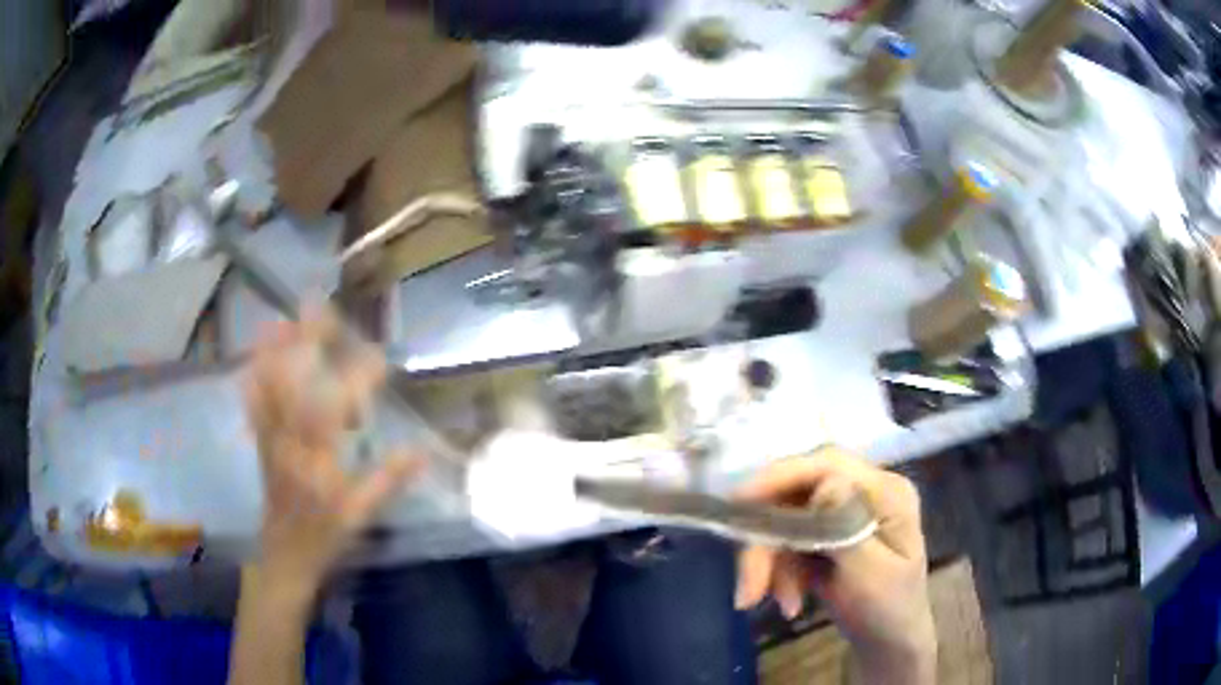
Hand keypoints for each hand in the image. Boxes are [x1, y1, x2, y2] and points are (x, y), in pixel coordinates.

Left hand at [244, 308, 419, 600]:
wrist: (284, 556)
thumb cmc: (326, 537)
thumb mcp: (362, 515)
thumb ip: (388, 481)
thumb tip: (421, 451)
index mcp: (319, 463)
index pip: (335, 411)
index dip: (356, 379)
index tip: (379, 356)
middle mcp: (290, 445)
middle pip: (294, 386)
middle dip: (304, 344)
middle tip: (317, 307)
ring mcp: (271, 442)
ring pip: (268, 390)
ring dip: (272, 353)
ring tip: (279, 318)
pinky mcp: (261, 445)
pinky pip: (253, 406)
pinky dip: (253, 379)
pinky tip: (253, 358)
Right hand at [735, 447, 935, 683]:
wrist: (889, 640)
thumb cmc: (888, 610)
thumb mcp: (871, 576)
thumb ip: (849, 530)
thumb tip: (825, 484)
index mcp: (886, 492)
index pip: (829, 465)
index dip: (781, 475)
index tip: (738, 501)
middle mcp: (864, 491)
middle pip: (798, 493)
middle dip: (768, 540)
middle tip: (750, 588)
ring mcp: (843, 511)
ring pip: (786, 519)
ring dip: (770, 562)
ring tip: (776, 603)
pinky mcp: (826, 531)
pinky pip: (787, 540)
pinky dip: (778, 571)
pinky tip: (788, 601)